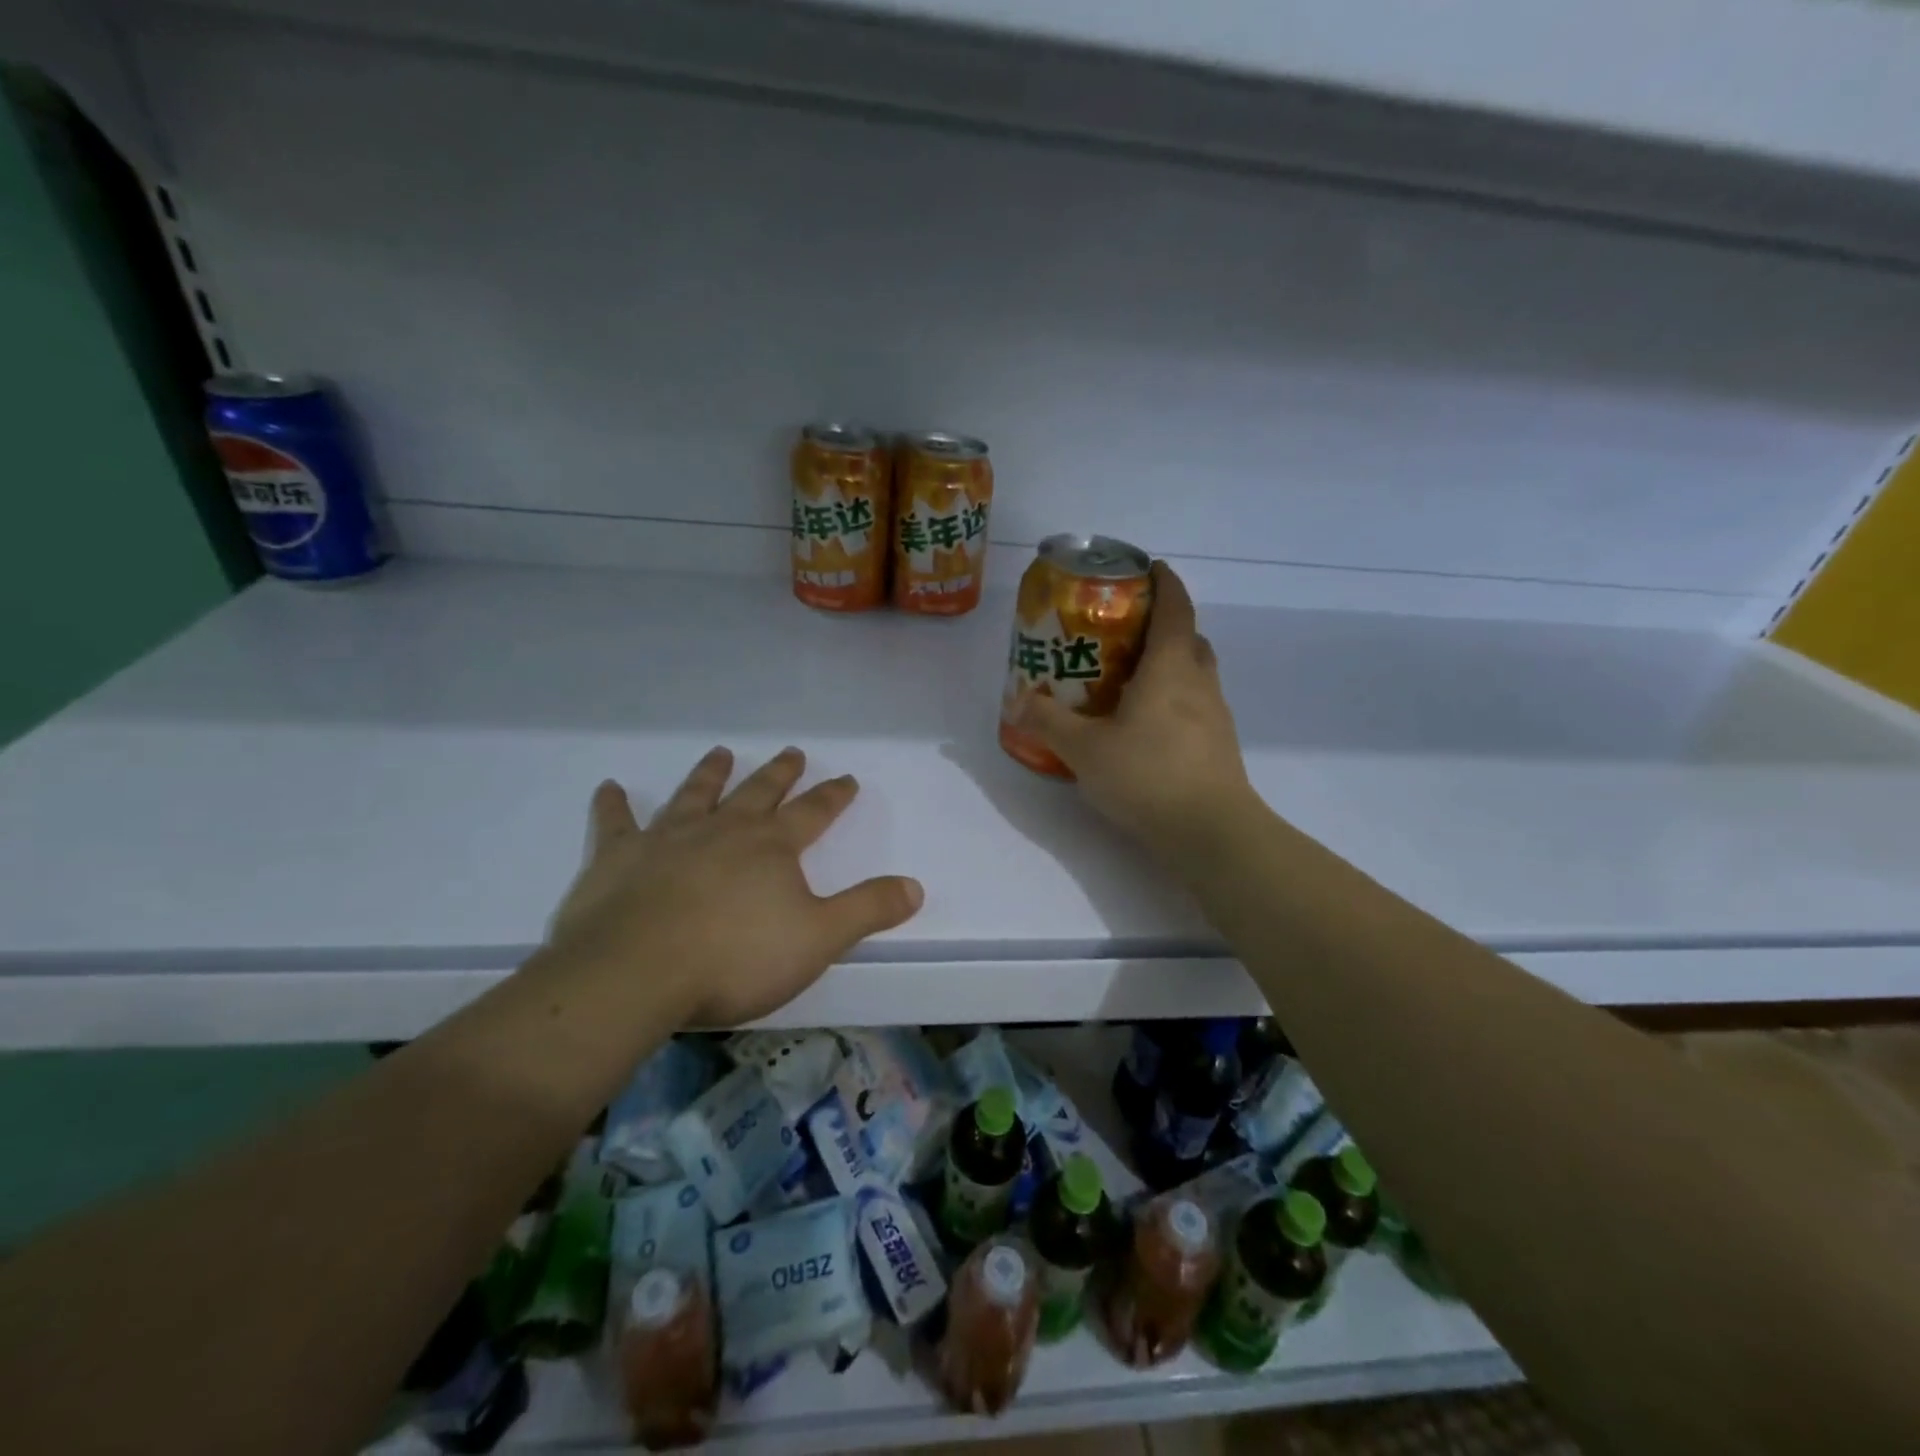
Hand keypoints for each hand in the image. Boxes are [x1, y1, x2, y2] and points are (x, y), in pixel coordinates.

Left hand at [540, 747, 922, 1028]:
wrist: (635, 974)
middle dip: (780, 774)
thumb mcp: (818, 939)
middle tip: (791, 752)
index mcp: (771, 847)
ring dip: (710, 774)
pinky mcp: (618, 858)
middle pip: (758, 793)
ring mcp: (668, 839)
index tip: (847, 778)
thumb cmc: (735, 959)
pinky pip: (616, 824)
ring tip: (720, 752)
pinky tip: (609, 788)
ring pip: (695, 795)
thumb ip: (868, 909)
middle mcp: (723, 830)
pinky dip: (613, 805)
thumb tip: (915, 886)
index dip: (833, 796)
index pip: (813, 813)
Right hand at [1008, 561, 1252, 849]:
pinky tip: (1144, 727)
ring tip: (1128, 680)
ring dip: (1168, 665)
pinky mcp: (1218, 746)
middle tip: (1123, 633)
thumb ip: (1048, 722)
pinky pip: (1195, 705)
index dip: (1164, 582)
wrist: (1211, 833)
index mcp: (1170, 667)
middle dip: (1162, 626)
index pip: (1175, 607)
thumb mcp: (1084, 750)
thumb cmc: (1148, 776)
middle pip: (1188, 637)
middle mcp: (1199, 682)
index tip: (1147, 569)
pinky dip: (1173, 700)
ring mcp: (1215, 715)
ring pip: (1194, 673)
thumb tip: (1019, 702)